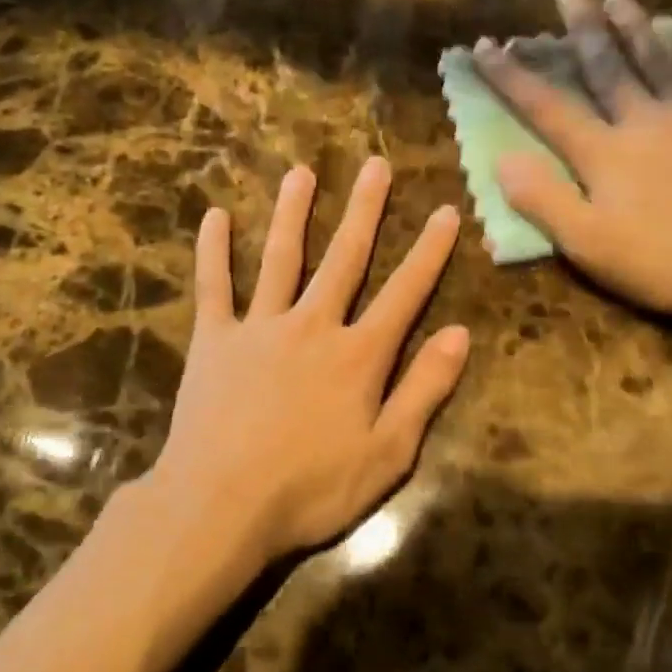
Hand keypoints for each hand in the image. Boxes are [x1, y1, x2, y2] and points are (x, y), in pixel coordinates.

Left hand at [149, 157, 469, 563]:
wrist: (220, 505)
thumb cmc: (311, 489)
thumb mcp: (387, 453)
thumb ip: (424, 390)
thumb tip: (459, 334)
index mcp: (358, 355)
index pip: (404, 293)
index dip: (428, 252)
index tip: (446, 211)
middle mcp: (312, 326)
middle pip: (344, 258)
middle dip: (364, 211)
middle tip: (375, 166)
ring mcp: (258, 328)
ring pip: (281, 258)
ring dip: (294, 213)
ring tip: (302, 172)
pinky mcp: (213, 341)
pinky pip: (213, 287)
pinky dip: (214, 251)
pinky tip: (215, 217)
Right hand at [477, 0, 671, 321]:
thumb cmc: (662, 261)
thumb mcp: (588, 244)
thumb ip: (543, 200)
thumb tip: (502, 160)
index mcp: (602, 153)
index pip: (547, 108)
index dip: (512, 77)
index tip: (486, 46)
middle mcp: (641, 121)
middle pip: (606, 67)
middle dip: (582, 30)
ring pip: (657, 60)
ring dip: (635, 26)